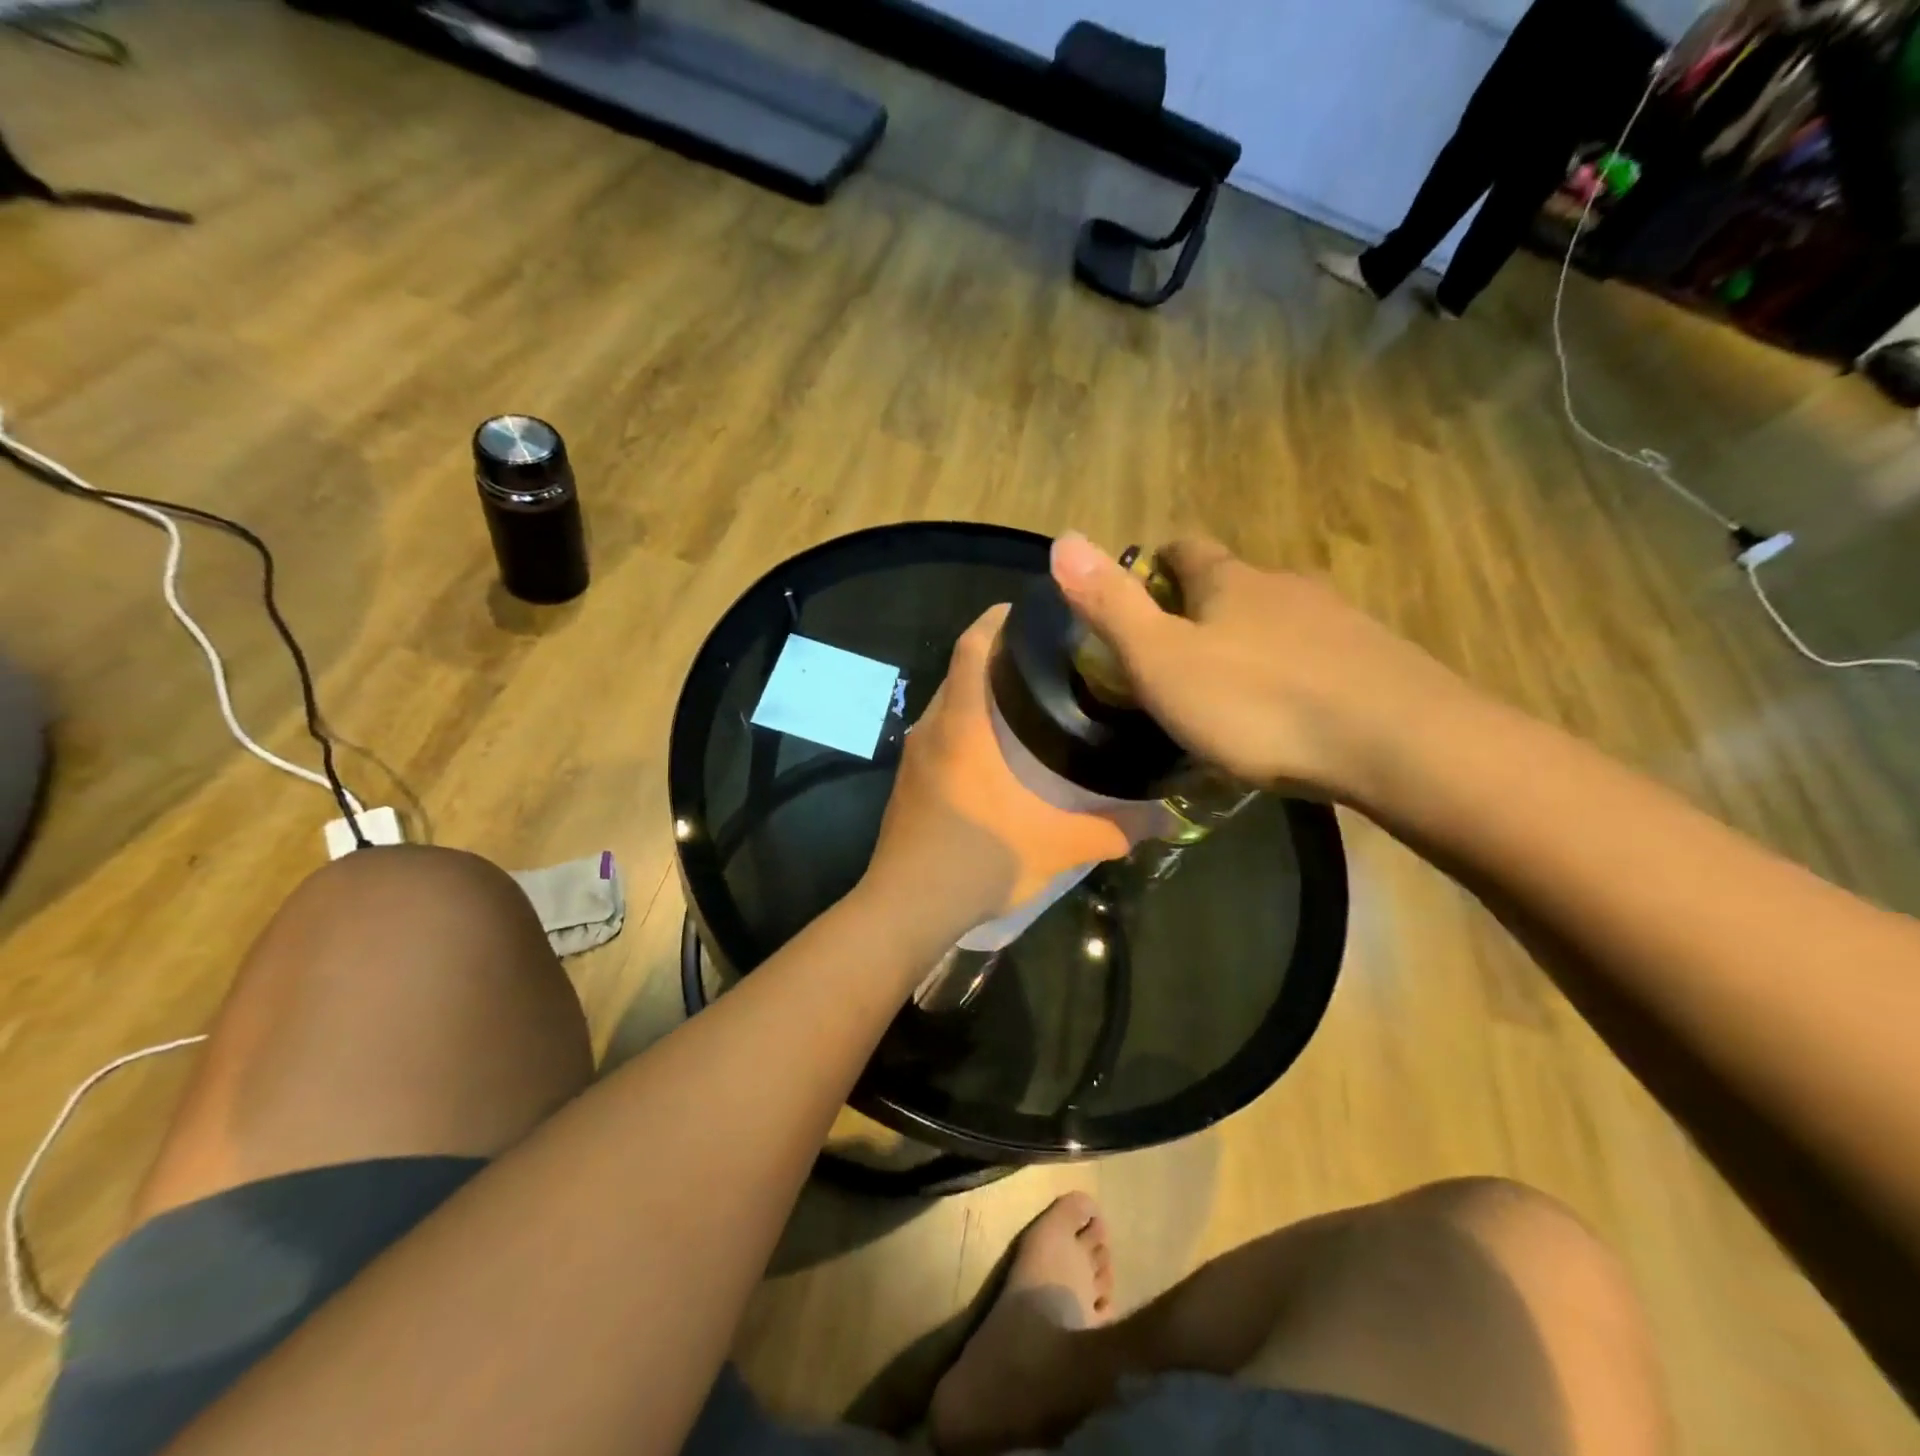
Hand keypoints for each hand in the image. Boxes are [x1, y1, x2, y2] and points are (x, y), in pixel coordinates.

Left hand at [860, 605, 1147, 949]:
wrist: (906, 909)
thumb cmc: (979, 861)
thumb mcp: (1056, 846)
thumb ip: (1113, 828)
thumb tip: (1164, 819)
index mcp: (961, 726)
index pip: (970, 648)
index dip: (995, 620)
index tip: (1028, 611)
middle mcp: (931, 729)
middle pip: (960, 671)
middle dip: (997, 658)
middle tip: (1047, 661)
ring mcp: (913, 757)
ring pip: (948, 705)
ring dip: (980, 695)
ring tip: (1027, 703)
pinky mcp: (907, 783)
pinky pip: (939, 736)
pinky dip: (965, 728)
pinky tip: (995, 755)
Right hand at [1050, 533, 1473, 804]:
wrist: (1396, 743)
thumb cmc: (1257, 703)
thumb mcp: (1162, 661)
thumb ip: (1111, 605)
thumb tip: (1062, 537)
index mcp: (1229, 583)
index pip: (1186, 551)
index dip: (1158, 565)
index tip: (1142, 595)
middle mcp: (1284, 587)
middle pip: (1235, 584)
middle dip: (1204, 608)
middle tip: (1179, 657)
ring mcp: (1338, 621)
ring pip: (1279, 620)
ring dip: (1251, 641)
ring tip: (1231, 691)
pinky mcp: (1376, 661)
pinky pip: (1319, 656)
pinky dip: (1294, 671)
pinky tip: (1290, 712)